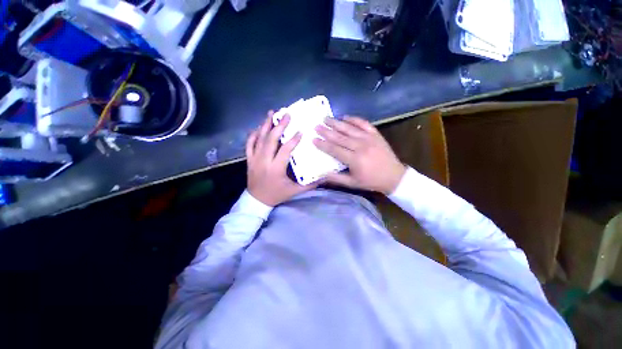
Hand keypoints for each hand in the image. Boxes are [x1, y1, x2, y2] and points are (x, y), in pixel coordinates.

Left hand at [246, 111, 316, 205]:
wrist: (256, 200)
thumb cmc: (277, 195)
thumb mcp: (294, 191)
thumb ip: (309, 185)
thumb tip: (323, 178)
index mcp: (276, 168)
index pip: (285, 150)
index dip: (293, 140)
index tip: (300, 131)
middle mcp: (264, 161)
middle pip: (271, 140)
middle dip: (279, 125)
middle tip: (286, 114)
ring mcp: (254, 159)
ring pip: (259, 139)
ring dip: (266, 125)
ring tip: (271, 113)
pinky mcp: (249, 159)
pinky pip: (249, 144)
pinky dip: (253, 134)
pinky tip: (259, 127)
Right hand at [314, 116, 405, 194]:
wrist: (393, 176)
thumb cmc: (371, 181)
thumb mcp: (353, 183)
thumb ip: (336, 179)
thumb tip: (321, 175)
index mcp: (354, 160)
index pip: (334, 149)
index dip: (323, 144)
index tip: (314, 139)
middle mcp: (360, 146)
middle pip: (339, 137)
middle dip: (326, 131)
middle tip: (316, 126)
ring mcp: (369, 138)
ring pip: (349, 128)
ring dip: (336, 122)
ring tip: (326, 118)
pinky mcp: (376, 134)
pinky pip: (363, 123)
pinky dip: (354, 119)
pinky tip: (345, 117)